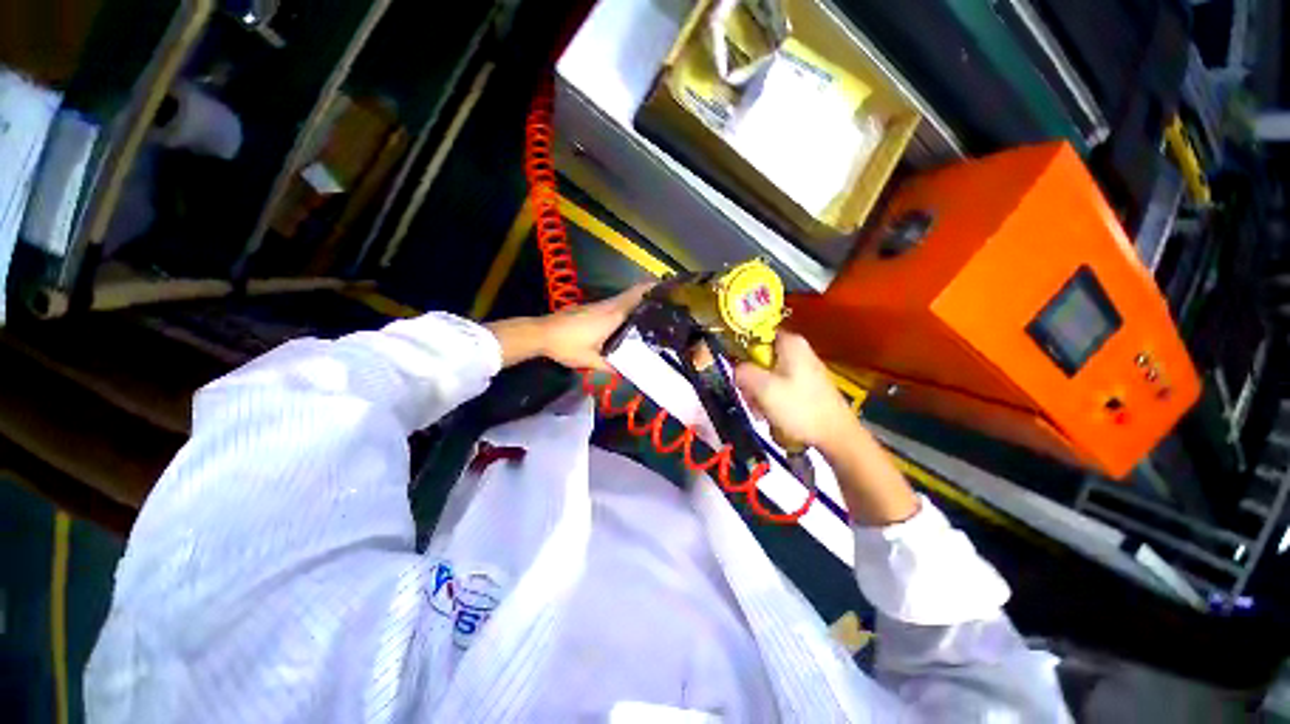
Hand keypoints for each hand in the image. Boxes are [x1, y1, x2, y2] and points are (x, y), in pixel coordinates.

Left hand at [486, 284, 651, 370]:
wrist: (541, 333)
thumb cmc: (567, 345)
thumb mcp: (591, 361)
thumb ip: (611, 367)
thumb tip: (628, 374)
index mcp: (612, 315)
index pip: (636, 296)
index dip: (651, 289)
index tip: (667, 289)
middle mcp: (607, 306)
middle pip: (632, 294)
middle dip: (648, 295)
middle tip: (665, 305)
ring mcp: (597, 305)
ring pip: (622, 299)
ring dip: (636, 301)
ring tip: (651, 313)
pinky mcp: (589, 308)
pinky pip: (613, 304)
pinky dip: (624, 307)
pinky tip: (626, 320)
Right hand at [733, 332, 859, 452]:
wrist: (836, 436)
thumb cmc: (799, 408)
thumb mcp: (764, 388)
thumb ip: (743, 372)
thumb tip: (735, 368)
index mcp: (790, 343)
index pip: (756, 334)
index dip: (742, 349)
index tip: (736, 368)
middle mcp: (798, 350)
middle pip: (760, 357)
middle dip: (750, 377)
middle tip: (748, 396)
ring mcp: (803, 368)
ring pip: (768, 373)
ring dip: (758, 392)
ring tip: (760, 410)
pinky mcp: (806, 385)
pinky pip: (779, 385)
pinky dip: (771, 398)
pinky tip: (771, 414)